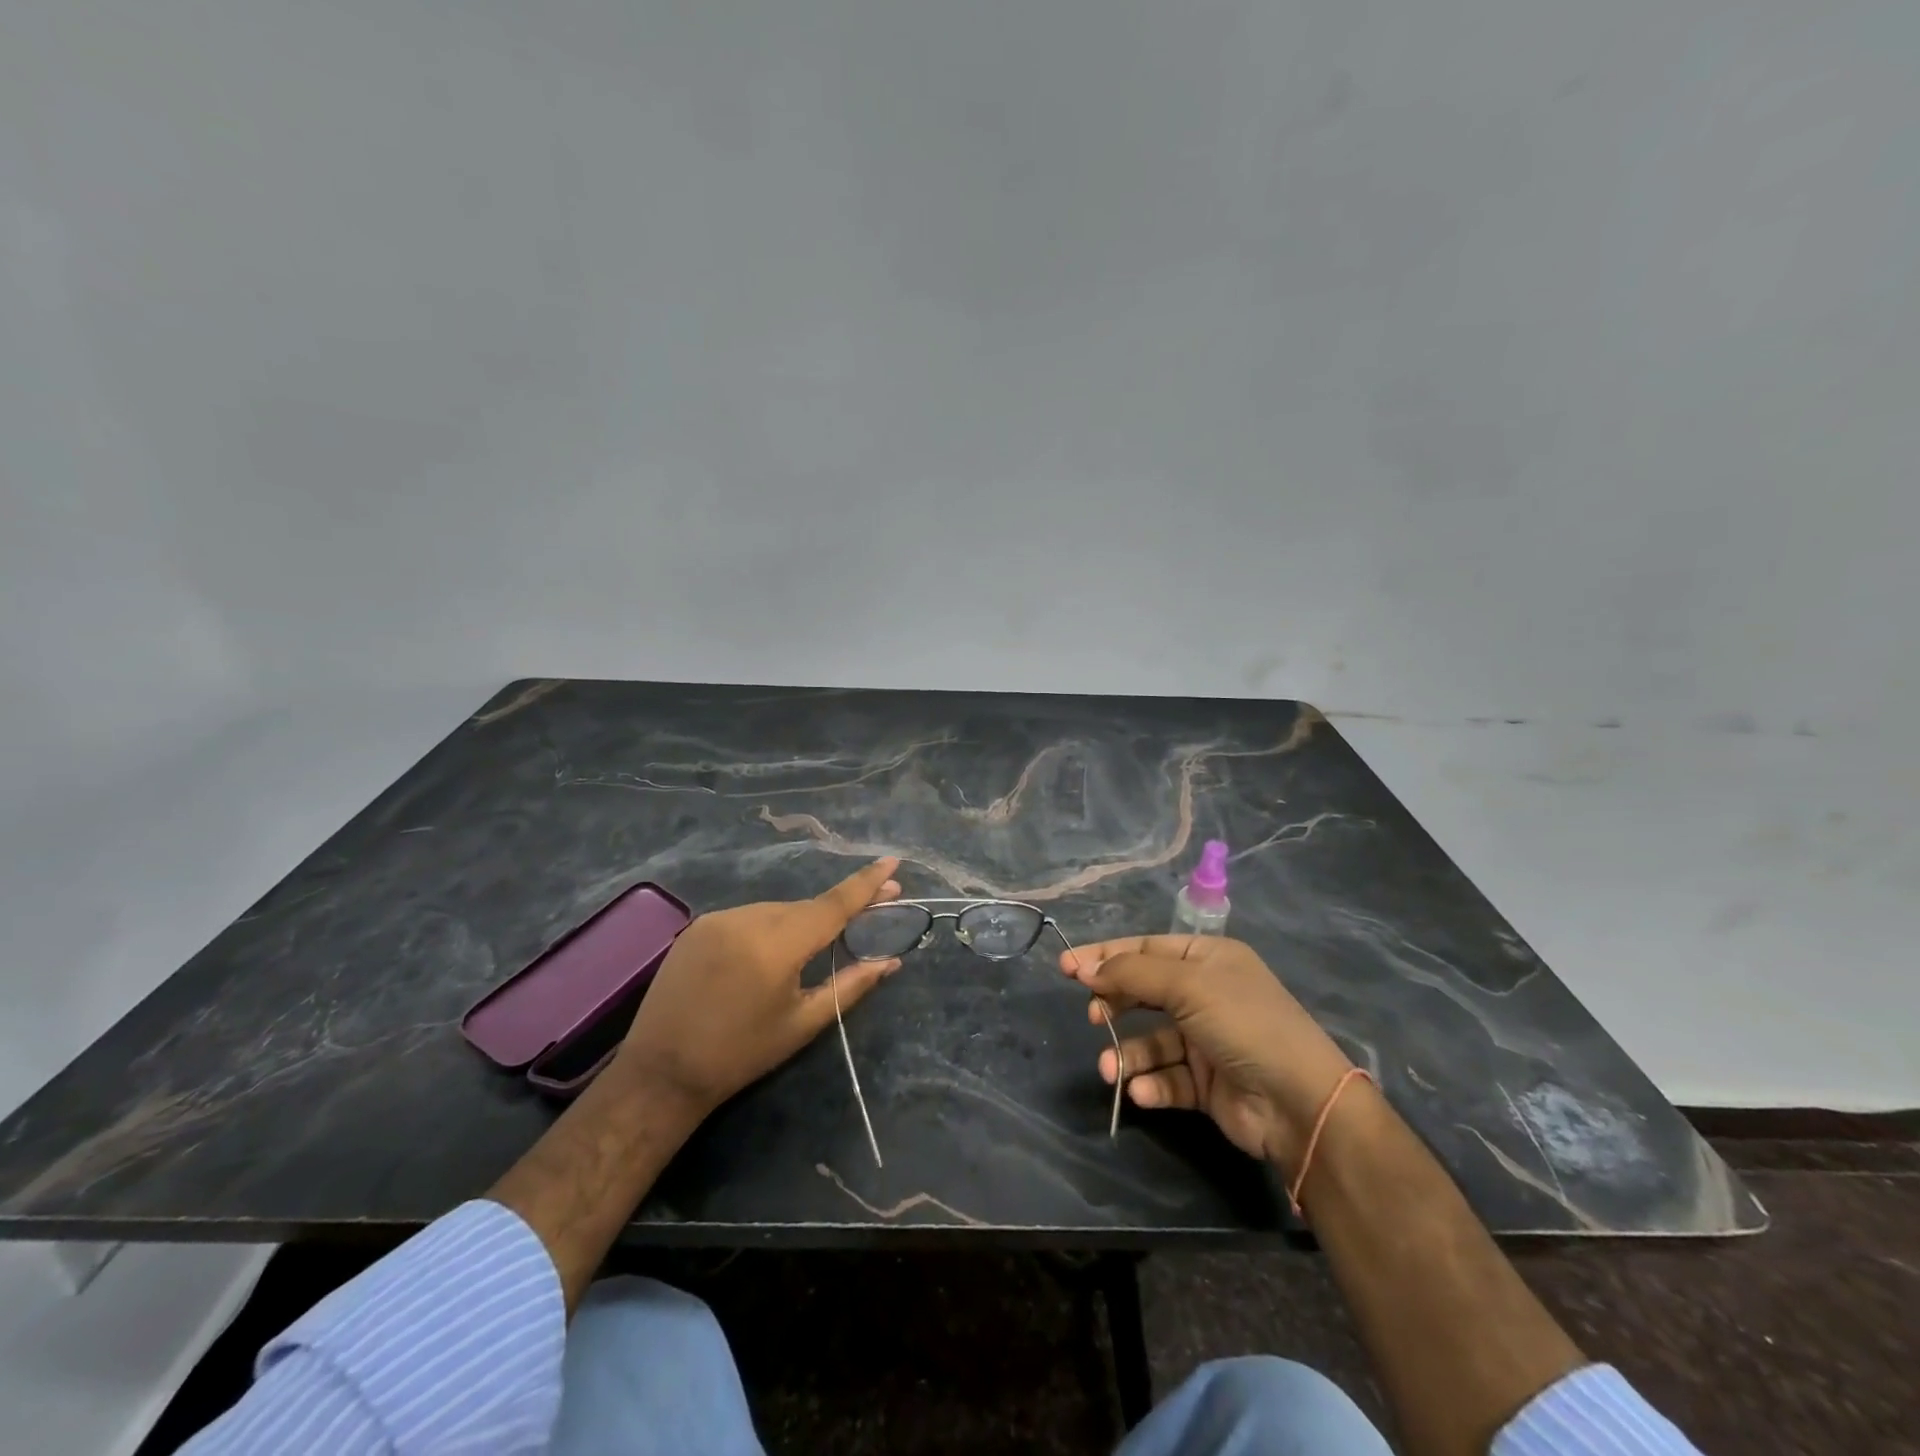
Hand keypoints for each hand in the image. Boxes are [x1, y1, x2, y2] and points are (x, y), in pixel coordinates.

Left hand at [617, 859, 903, 1115]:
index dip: (866, 883)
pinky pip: (749, 917)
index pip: (833, 905)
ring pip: (777, 910)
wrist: (661, 1073)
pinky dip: (768, 927)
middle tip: (872, 907)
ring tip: (810, 951)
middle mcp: (748, 919)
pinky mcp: (699, 925)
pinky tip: (767, 954)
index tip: (892, 861)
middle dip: (837, 909)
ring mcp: (719, 918)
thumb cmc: (741, 1054)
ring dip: (800, 922)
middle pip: (806, 907)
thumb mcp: (802, 1023)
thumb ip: (850, 986)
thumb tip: (891, 962)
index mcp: (778, 946)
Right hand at [1061, 935, 1353, 1170]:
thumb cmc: (1242, 1023)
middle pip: (1144, 992)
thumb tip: (1084, 969)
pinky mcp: (1206, 1082)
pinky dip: (1151, 1083)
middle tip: (1090, 1015)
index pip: (1145, 949)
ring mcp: (1206, 1040)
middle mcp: (1206, 994)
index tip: (1066, 967)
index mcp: (1208, 958)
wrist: (1299, 1102)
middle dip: (1114, 1004)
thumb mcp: (1187, 985)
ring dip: (1127, 1054)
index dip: (1105, 956)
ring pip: (1151, 1041)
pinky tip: (1142, 1092)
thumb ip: (1131, 974)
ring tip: (1109, 1068)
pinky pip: (1167, 1077)